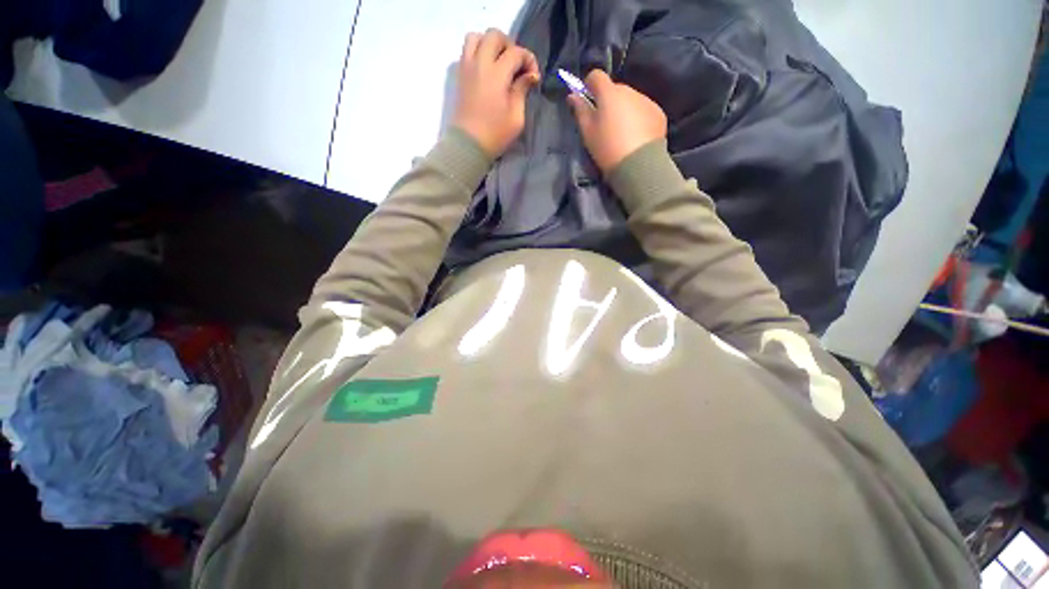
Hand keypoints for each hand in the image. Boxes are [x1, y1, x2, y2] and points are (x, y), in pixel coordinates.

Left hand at [453, 29, 540, 157]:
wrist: (468, 145)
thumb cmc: (495, 134)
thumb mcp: (516, 117)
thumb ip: (522, 90)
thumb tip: (530, 75)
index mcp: (496, 74)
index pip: (516, 52)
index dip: (529, 60)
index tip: (533, 77)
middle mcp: (480, 63)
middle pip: (494, 35)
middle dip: (510, 46)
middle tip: (516, 66)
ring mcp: (466, 67)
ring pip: (476, 37)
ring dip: (490, 44)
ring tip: (499, 63)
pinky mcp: (460, 75)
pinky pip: (467, 50)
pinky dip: (478, 52)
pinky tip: (486, 71)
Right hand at [568, 70, 666, 172]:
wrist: (638, 164)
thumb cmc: (607, 148)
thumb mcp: (588, 132)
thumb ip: (580, 110)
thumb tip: (572, 95)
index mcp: (609, 93)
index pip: (596, 75)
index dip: (589, 85)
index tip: (587, 100)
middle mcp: (629, 91)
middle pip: (614, 89)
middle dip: (608, 101)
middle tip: (604, 124)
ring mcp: (646, 100)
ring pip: (630, 100)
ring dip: (623, 110)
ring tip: (621, 133)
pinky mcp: (658, 113)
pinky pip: (643, 110)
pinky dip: (637, 118)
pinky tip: (635, 136)